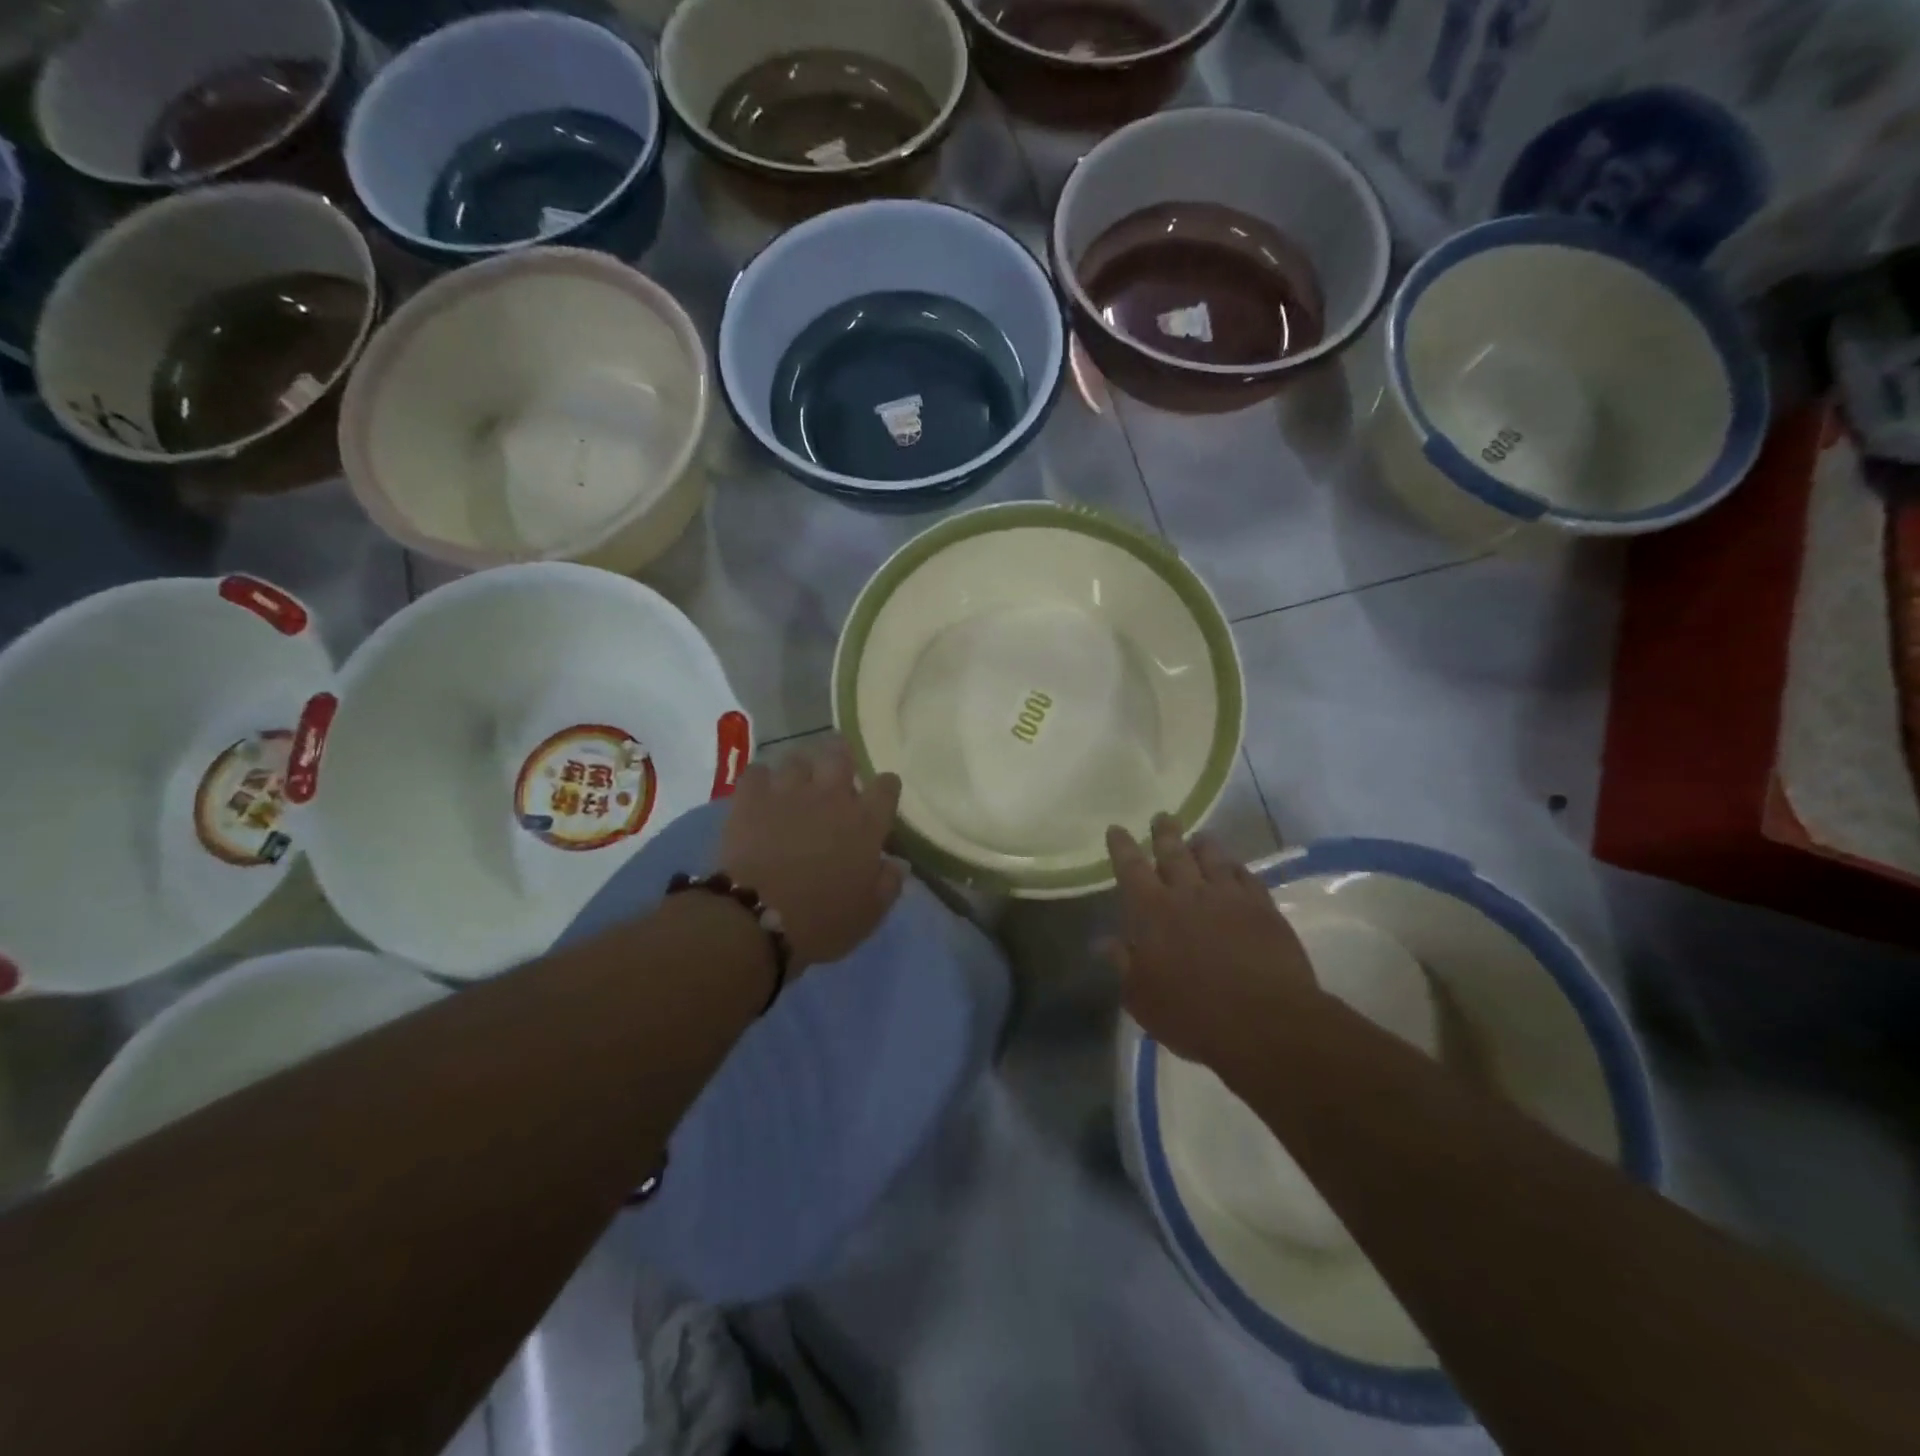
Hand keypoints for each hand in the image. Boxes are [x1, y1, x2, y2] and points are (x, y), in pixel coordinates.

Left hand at [719, 739, 904, 971]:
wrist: (756, 917)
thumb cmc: (821, 920)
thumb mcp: (868, 913)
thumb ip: (888, 884)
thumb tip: (897, 863)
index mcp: (866, 822)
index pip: (886, 786)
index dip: (885, 787)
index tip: (881, 796)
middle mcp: (831, 796)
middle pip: (840, 756)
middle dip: (841, 758)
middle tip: (837, 771)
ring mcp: (789, 792)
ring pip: (798, 759)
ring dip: (801, 769)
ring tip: (797, 782)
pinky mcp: (750, 798)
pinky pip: (757, 772)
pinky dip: (760, 779)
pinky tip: (760, 793)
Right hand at [1103, 814, 1317, 1069]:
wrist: (1265, 1022)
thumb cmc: (1193, 1015)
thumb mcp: (1142, 998)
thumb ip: (1123, 964)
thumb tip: (1102, 941)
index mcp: (1152, 912)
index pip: (1131, 868)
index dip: (1122, 847)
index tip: (1117, 829)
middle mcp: (1189, 893)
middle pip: (1174, 851)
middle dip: (1165, 832)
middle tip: (1163, 817)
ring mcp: (1229, 897)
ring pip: (1213, 857)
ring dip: (1203, 845)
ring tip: (1199, 837)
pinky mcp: (1263, 908)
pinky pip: (1246, 876)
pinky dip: (1236, 868)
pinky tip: (1235, 868)